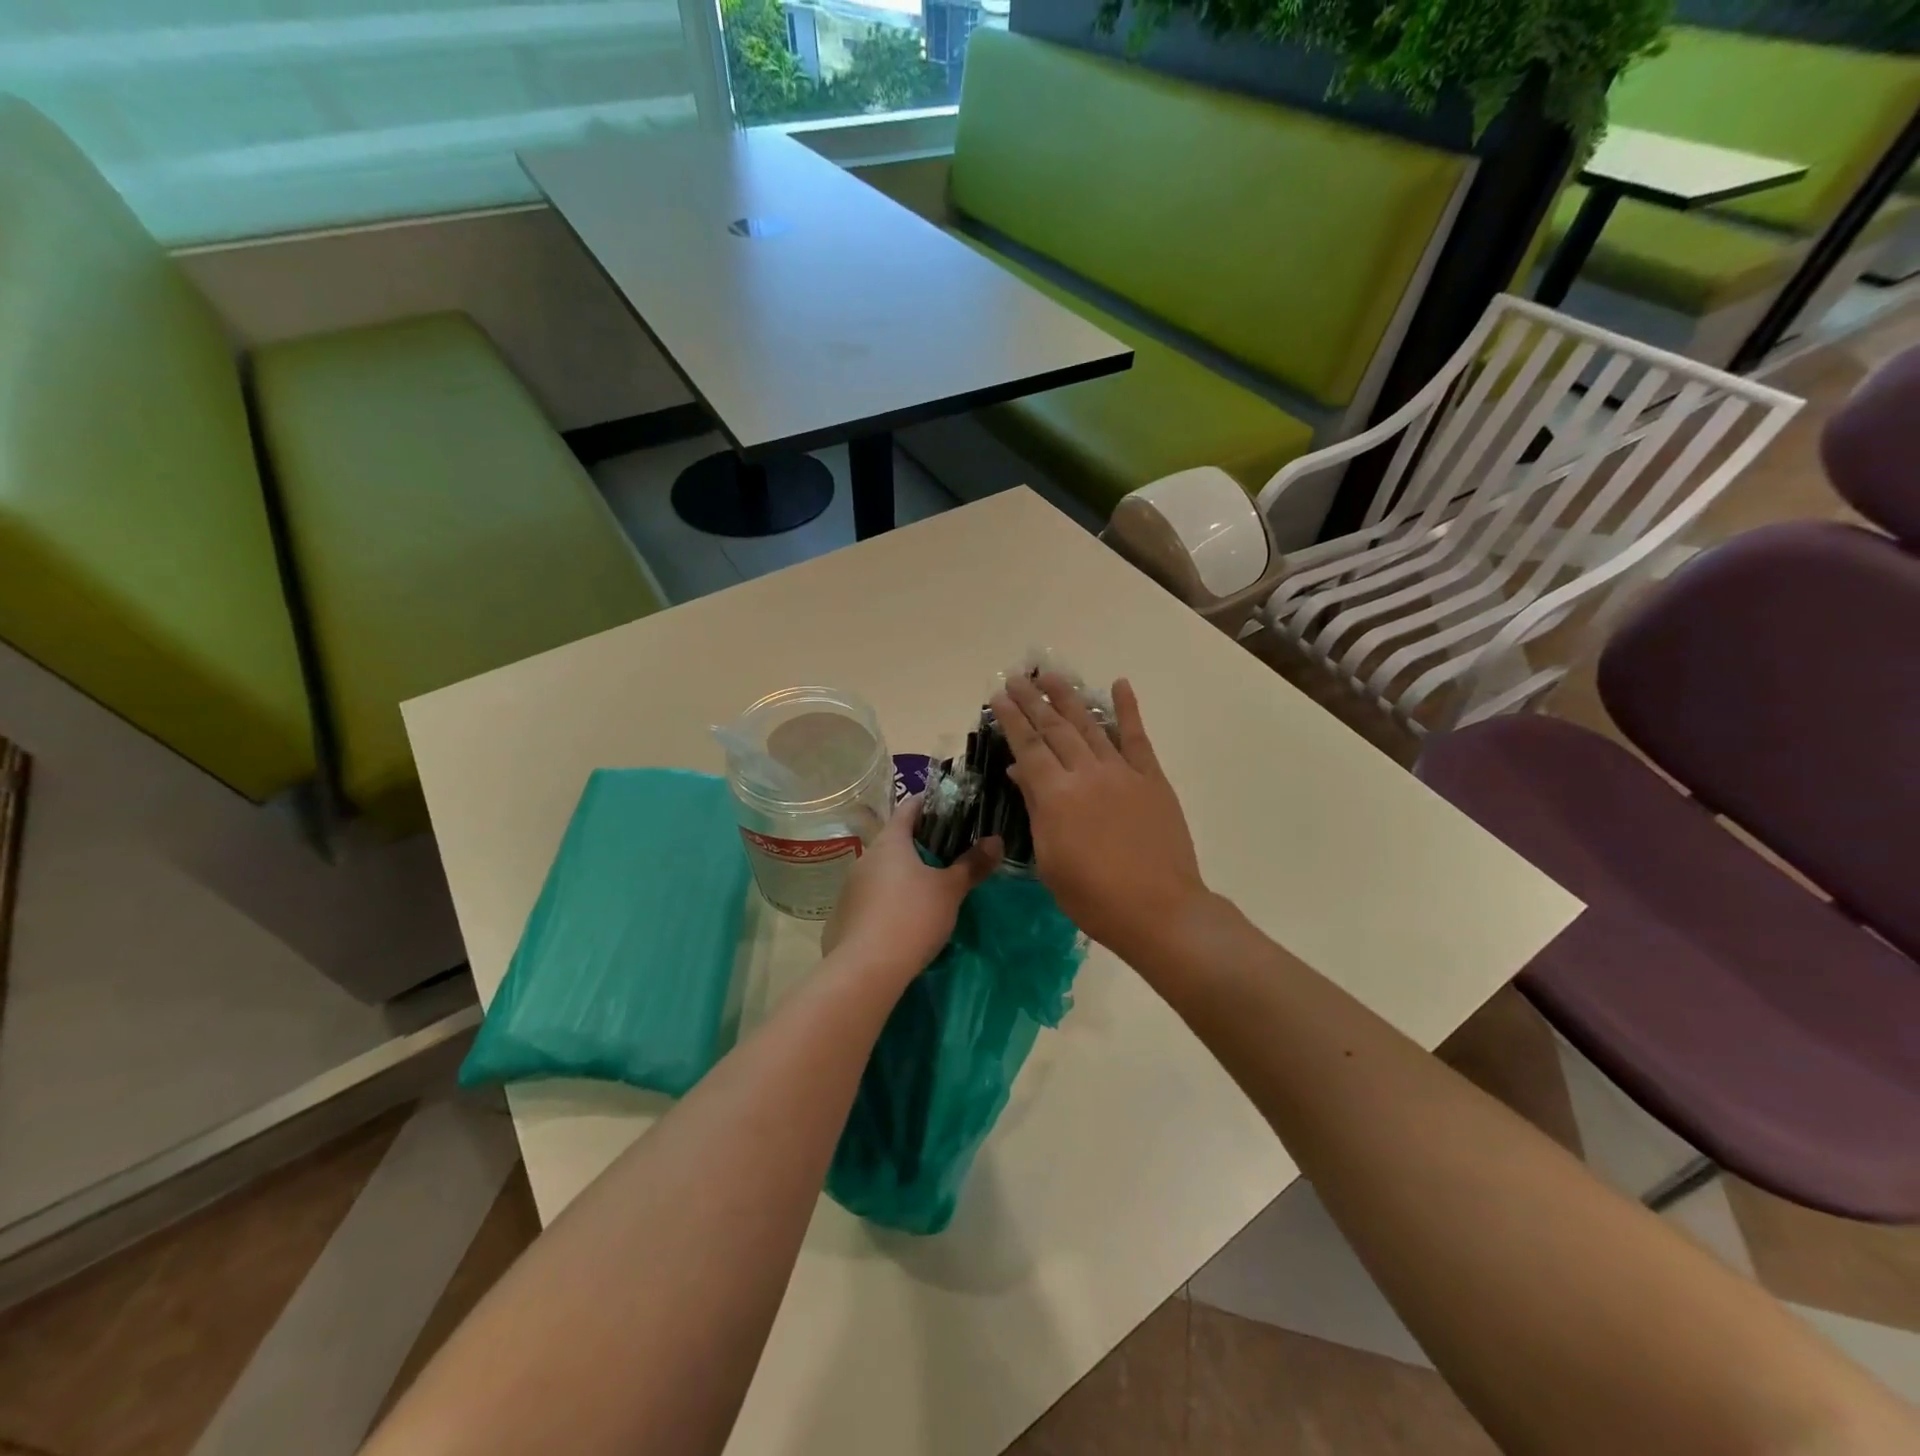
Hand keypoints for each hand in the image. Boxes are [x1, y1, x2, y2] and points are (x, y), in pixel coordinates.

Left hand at [823, 795, 1000, 979]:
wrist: (865, 970)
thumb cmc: (912, 917)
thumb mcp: (950, 890)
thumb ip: (972, 864)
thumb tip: (996, 840)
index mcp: (890, 842)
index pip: (909, 808)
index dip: (929, 804)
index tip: (950, 808)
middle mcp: (866, 857)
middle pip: (895, 840)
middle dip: (921, 844)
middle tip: (950, 853)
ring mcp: (851, 887)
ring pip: (883, 871)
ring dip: (904, 874)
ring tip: (930, 888)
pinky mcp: (845, 916)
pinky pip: (872, 898)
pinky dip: (889, 900)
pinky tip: (905, 918)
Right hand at [990, 674, 1205, 960]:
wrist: (1158, 910)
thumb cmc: (1092, 896)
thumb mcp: (1049, 860)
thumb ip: (1035, 809)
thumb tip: (1019, 772)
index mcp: (1055, 795)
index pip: (1027, 746)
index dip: (1011, 719)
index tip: (999, 696)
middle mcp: (1086, 773)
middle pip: (1055, 728)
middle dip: (1034, 700)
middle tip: (1018, 678)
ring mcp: (1122, 772)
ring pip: (1090, 725)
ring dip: (1069, 698)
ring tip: (1051, 676)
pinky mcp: (1151, 778)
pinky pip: (1137, 737)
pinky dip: (1128, 709)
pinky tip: (1119, 685)